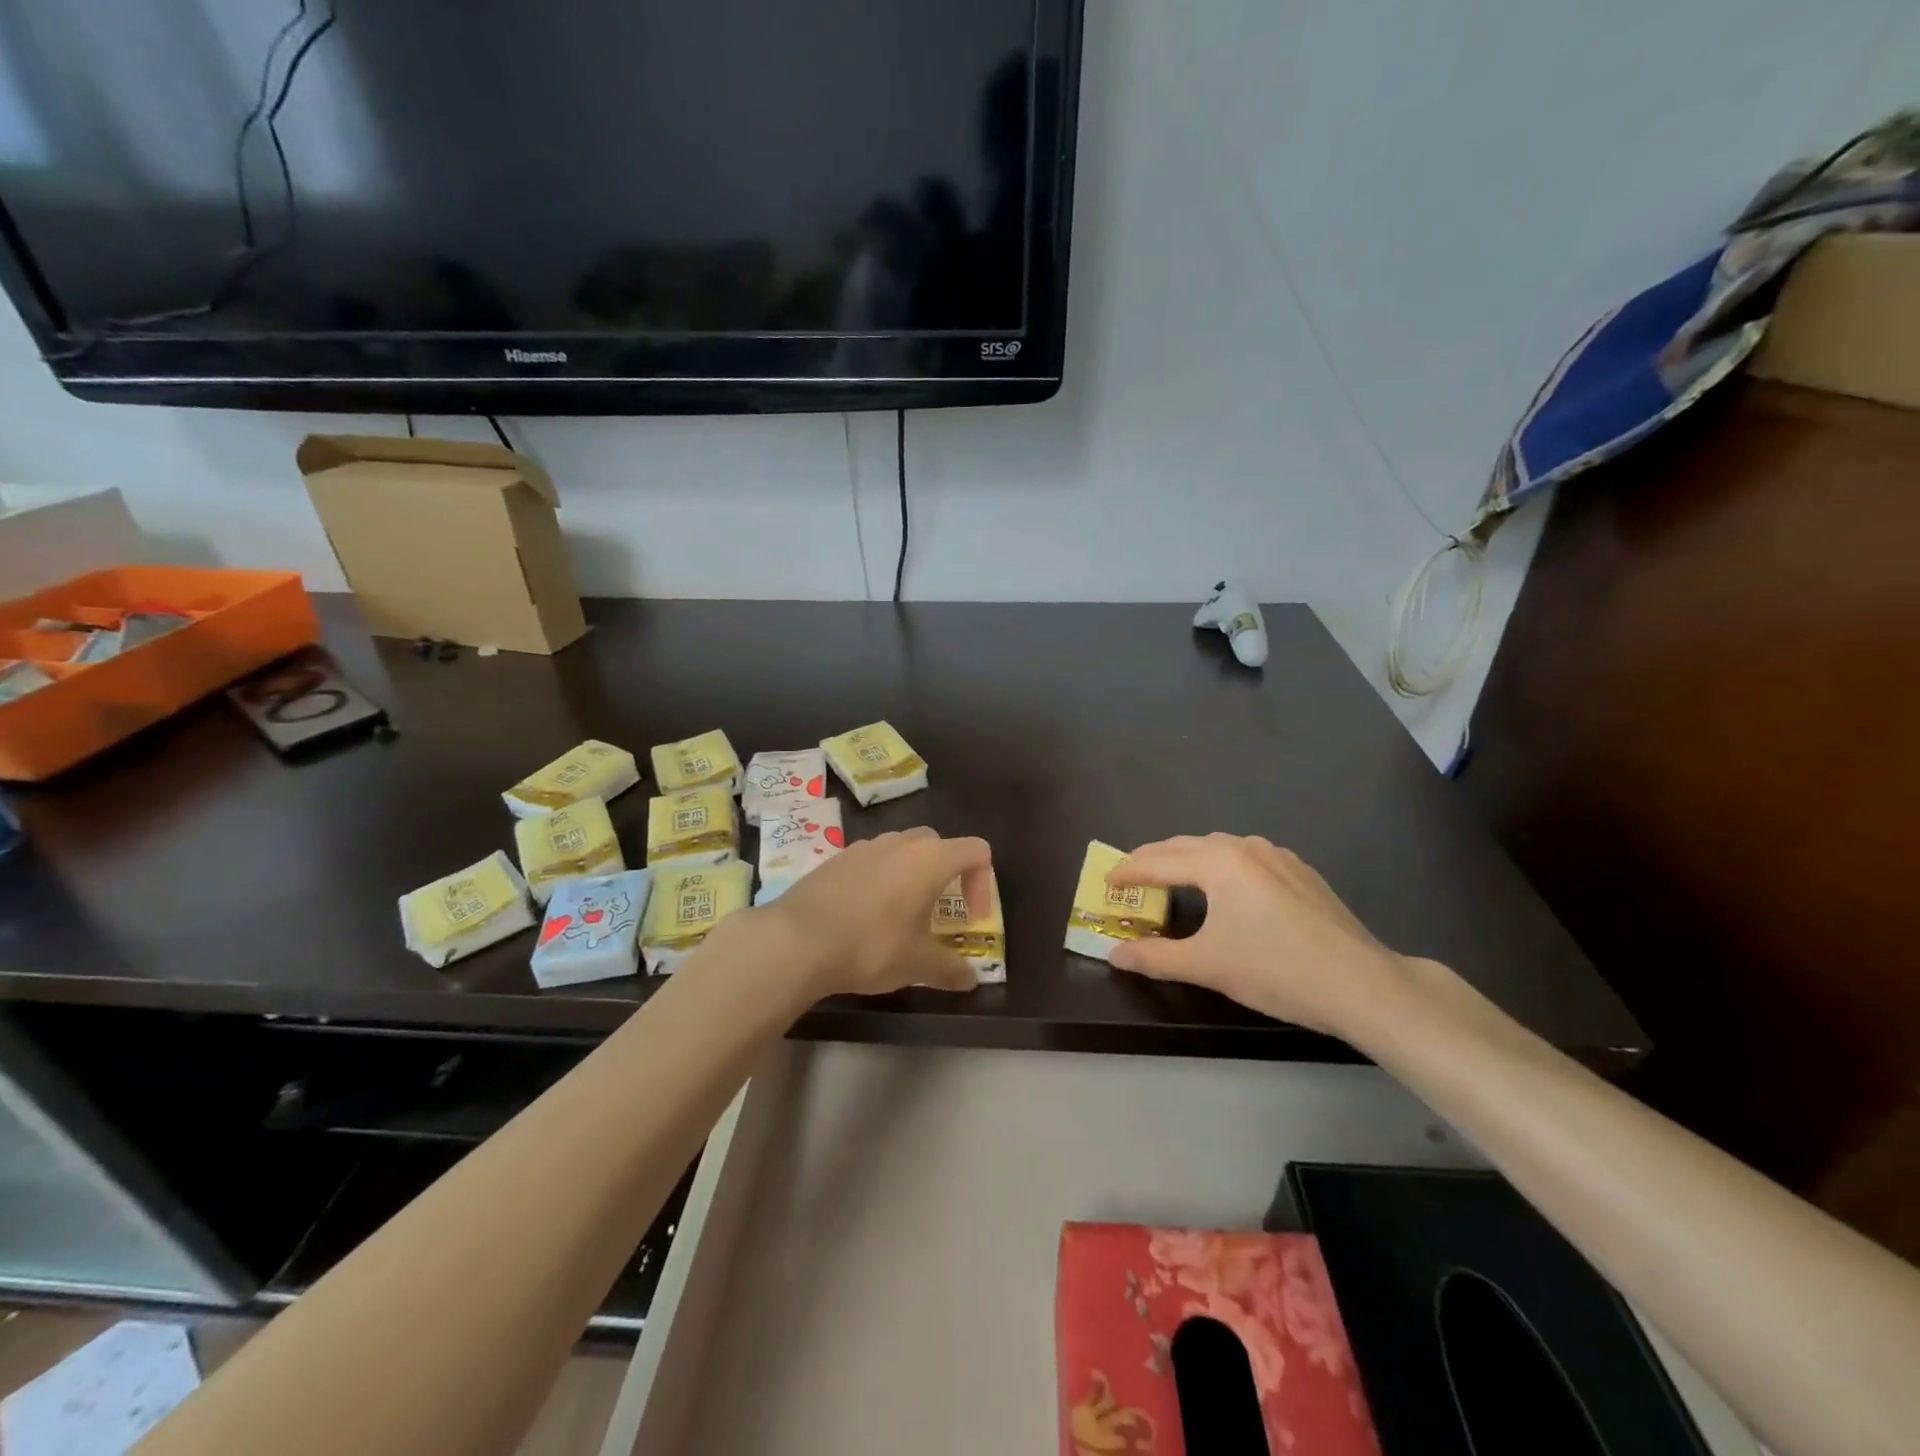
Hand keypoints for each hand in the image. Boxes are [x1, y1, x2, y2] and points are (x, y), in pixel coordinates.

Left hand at [758, 827, 993, 997]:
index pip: (976, 851)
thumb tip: (970, 980)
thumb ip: (950, 969)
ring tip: (899, 915)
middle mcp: (900, 842)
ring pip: (901, 849)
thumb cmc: (871, 945)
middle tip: (937, 913)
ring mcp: (865, 846)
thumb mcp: (917, 965)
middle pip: (938, 844)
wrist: (797, 940)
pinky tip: (864, 915)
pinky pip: (871, 860)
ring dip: (910, 875)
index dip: (982, 883)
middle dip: (946, 875)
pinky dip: (879, 879)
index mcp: (930, 859)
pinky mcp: (836, 858)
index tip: (970, 918)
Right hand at [1105, 834, 1415, 1037]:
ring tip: (1171, 878)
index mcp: (1218, 862)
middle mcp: (1245, 846)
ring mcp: (1278, 856)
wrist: (1361, 984)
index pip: (1158, 862)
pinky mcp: (1301, 871)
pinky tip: (1226, 888)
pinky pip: (1246, 857)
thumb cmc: (1275, 970)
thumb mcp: (1207, 966)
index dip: (1128, 872)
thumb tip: (1114, 955)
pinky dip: (1221, 866)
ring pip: (1218, 848)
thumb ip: (1155, 957)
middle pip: (1185, 846)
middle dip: (1153, 859)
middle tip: (1129, 877)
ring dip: (1188, 859)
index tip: (1105, 882)